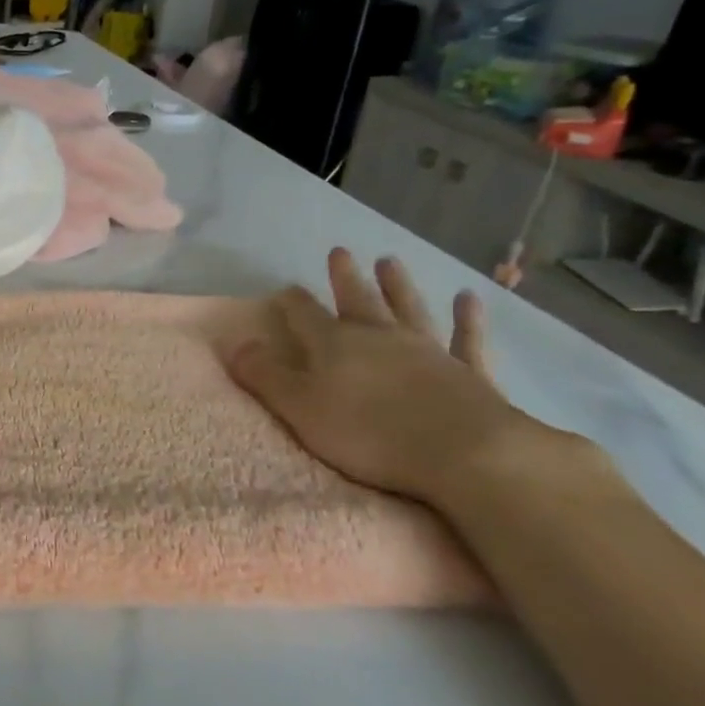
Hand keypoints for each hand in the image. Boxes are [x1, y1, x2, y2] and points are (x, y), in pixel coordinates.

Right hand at [228, 249, 562, 508]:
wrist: (465, 454)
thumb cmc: (369, 433)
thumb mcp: (300, 408)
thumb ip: (265, 375)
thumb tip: (236, 343)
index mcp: (335, 344)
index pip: (305, 314)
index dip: (292, 301)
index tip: (284, 290)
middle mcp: (379, 337)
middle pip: (357, 300)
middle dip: (345, 278)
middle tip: (340, 252)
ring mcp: (428, 351)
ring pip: (408, 309)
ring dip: (398, 285)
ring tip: (390, 261)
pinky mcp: (469, 373)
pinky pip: (467, 340)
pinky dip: (468, 319)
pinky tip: (469, 299)